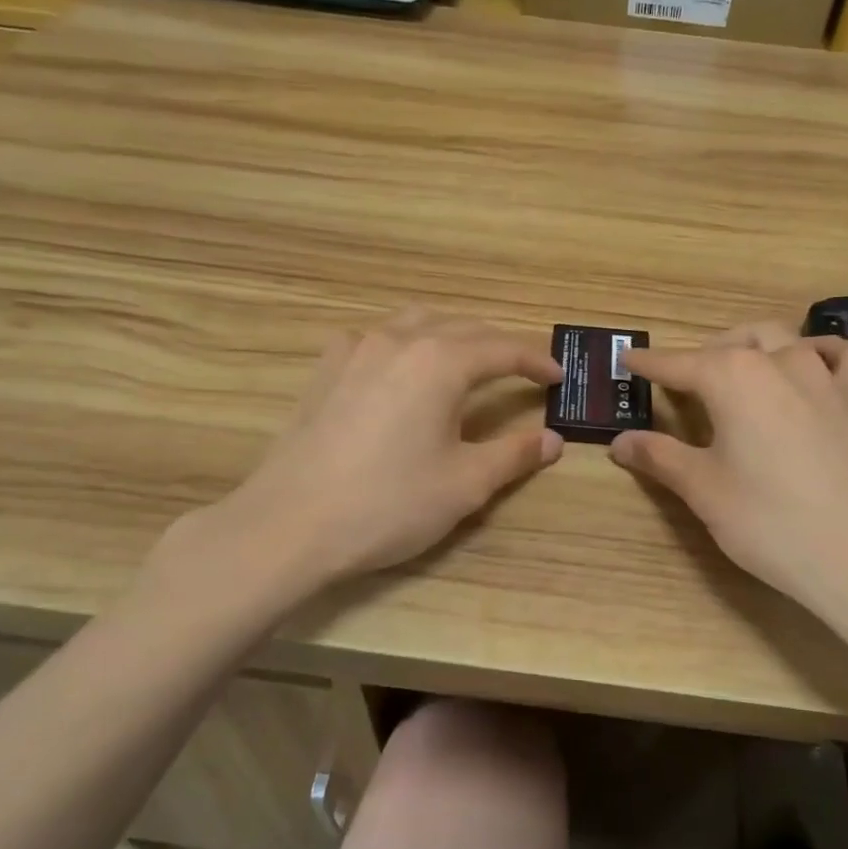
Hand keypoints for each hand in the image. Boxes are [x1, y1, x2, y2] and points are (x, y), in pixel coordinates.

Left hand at [140, 310, 563, 635]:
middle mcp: (400, 340)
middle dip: (498, 346)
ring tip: (468, 360)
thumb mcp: (465, 484)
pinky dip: (404, 344)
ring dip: (451, 335)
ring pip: (416, 322)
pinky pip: (375, 338)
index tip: (558, 376)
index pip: (502, 349)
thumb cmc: (388, 505)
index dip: (535, 361)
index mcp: (440, 361)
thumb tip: (552, 440)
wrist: (289, 525)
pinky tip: (400, 369)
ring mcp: (355, 350)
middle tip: (522, 370)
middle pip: (462, 327)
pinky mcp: (325, 369)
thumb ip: (514, 455)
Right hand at [610, 323, 847, 666]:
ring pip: (783, 339)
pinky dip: (819, 352)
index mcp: (734, 378)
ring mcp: (827, 377)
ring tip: (739, 372)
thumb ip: (659, 457)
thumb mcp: (704, 491)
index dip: (650, 364)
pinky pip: (840, 357)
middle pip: (732, 343)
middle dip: (703, 355)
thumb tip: (619, 442)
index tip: (628, 359)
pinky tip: (811, 368)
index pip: (679, 363)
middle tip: (683, 384)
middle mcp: (780, 361)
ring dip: (753, 347)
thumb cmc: (772, 524)